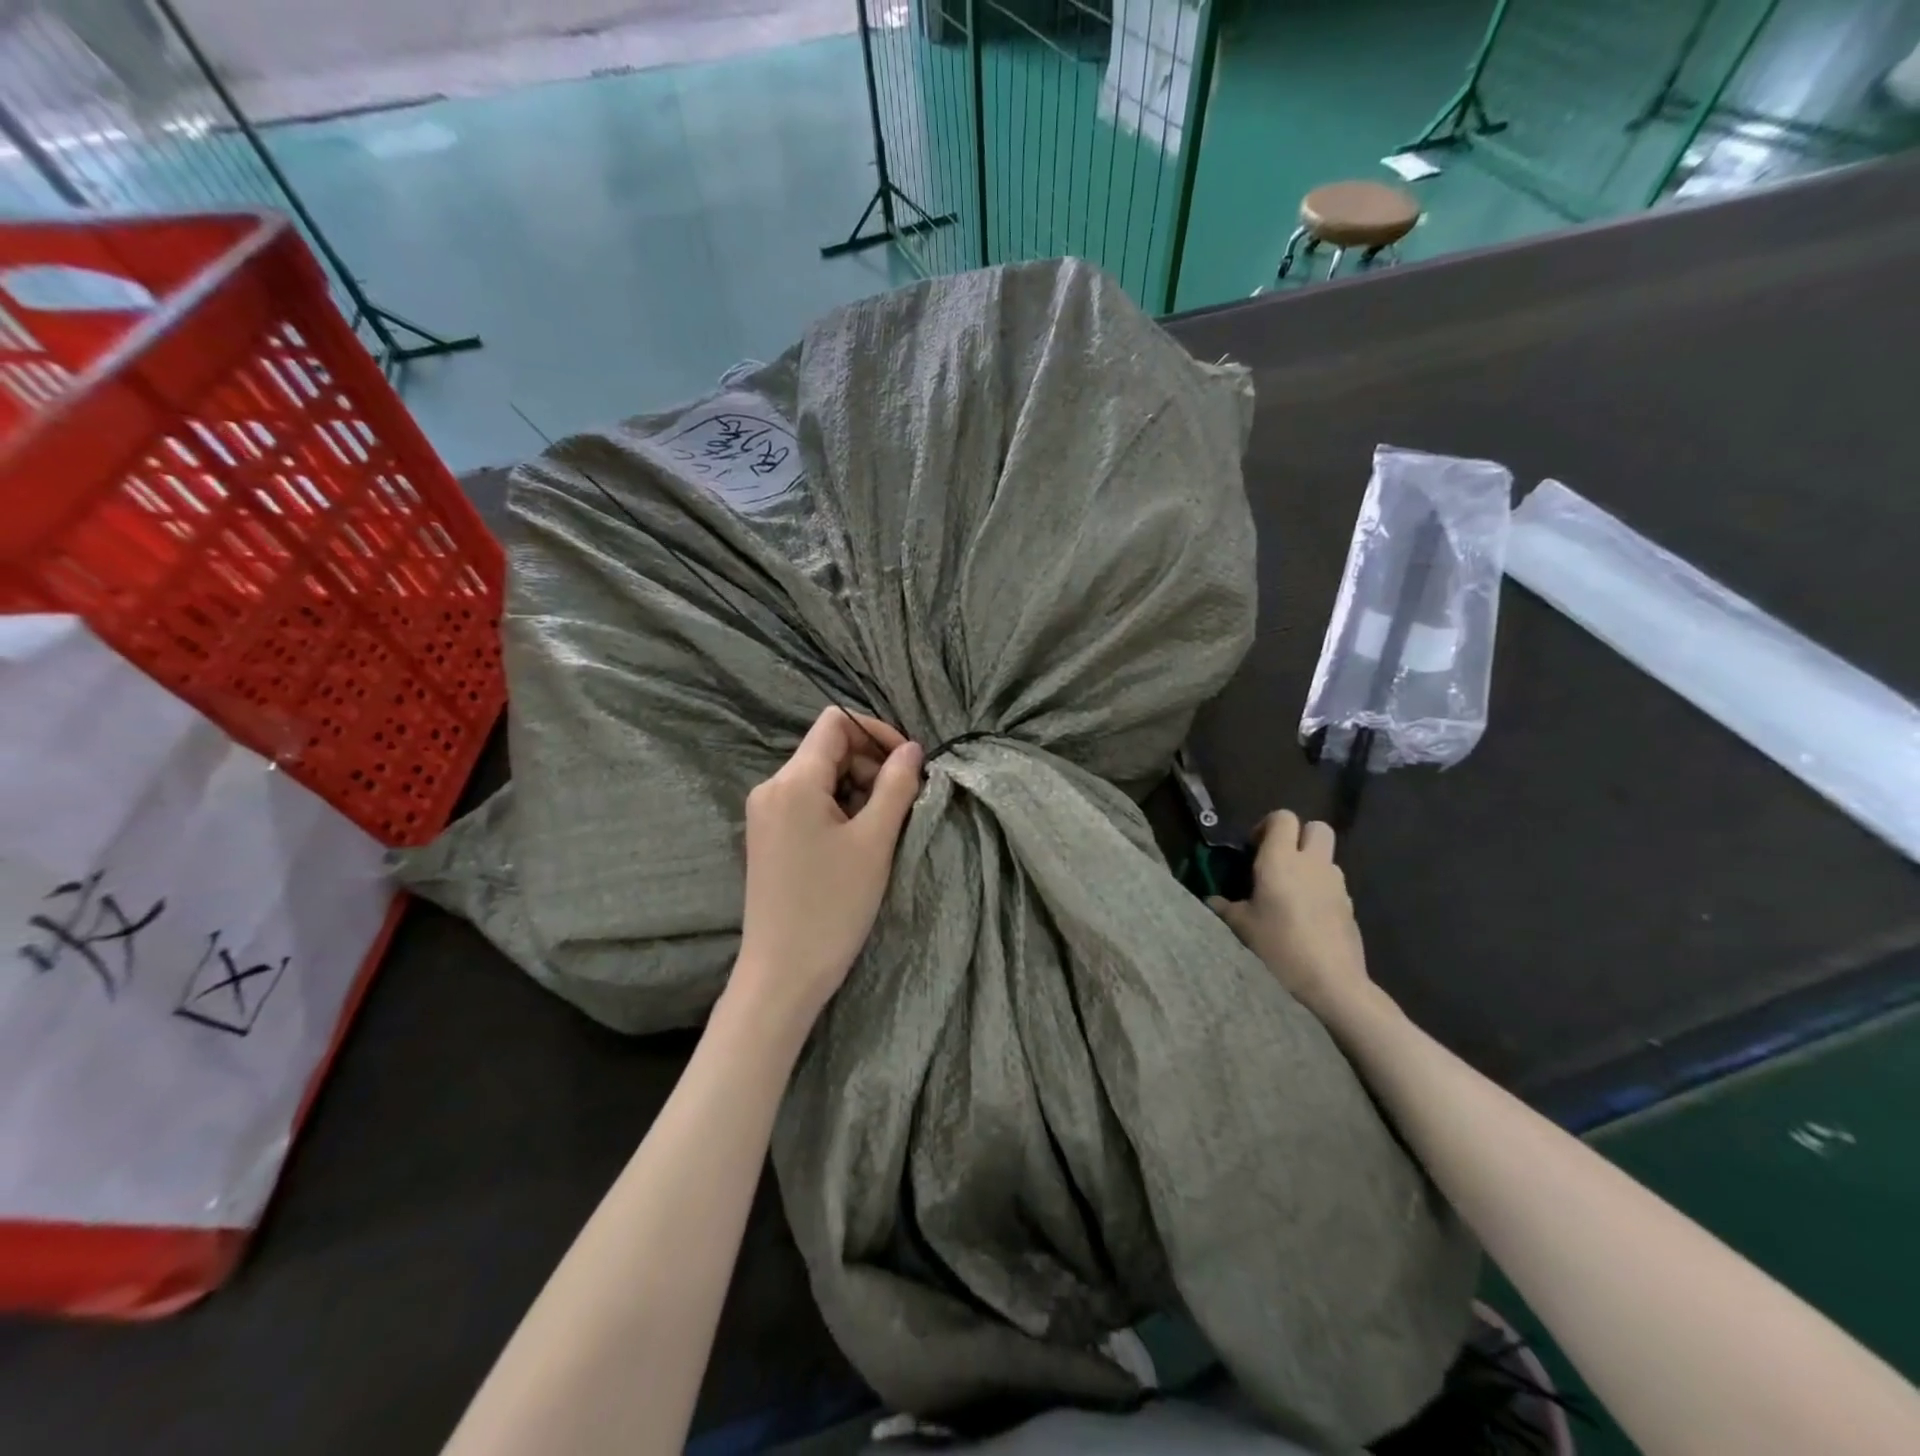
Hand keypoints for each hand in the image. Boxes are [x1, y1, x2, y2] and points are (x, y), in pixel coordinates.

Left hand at [734, 707, 923, 1027]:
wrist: (782, 973)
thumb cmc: (833, 905)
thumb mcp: (875, 841)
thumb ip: (896, 785)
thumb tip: (911, 749)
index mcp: (794, 781)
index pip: (836, 723)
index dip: (876, 731)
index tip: (907, 763)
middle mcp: (772, 787)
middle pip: (829, 749)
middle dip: (870, 766)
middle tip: (900, 805)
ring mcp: (765, 813)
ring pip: (820, 777)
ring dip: (857, 790)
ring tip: (880, 830)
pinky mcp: (767, 836)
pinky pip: (807, 802)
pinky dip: (838, 809)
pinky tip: (856, 843)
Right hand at [1210, 810, 1376, 1028]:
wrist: (1332, 985)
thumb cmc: (1279, 948)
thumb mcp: (1240, 928)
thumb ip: (1224, 907)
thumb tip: (1212, 900)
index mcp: (1281, 860)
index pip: (1282, 817)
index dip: (1267, 826)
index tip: (1253, 848)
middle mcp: (1312, 864)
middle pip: (1316, 827)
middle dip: (1298, 836)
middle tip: (1277, 860)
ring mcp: (1336, 884)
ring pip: (1326, 856)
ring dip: (1310, 864)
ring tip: (1290, 892)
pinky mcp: (1350, 906)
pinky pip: (1333, 884)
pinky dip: (1320, 889)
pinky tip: (1306, 916)